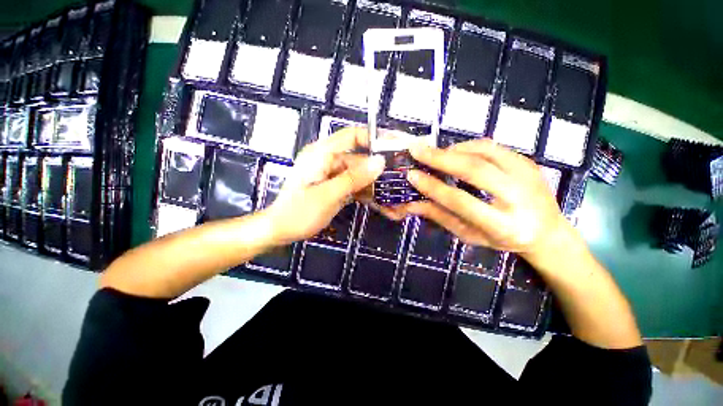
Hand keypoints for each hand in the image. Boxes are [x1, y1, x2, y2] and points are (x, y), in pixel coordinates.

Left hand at [265, 127, 384, 244]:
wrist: (280, 231)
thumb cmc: (299, 212)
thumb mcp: (328, 195)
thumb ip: (354, 178)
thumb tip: (379, 162)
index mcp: (322, 154)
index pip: (352, 136)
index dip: (374, 138)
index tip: (394, 147)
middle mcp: (328, 160)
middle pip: (359, 158)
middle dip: (378, 169)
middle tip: (399, 178)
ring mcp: (332, 175)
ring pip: (359, 174)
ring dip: (373, 184)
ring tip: (393, 194)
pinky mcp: (334, 186)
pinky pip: (354, 185)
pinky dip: (365, 192)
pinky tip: (379, 202)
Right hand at [401, 138, 578, 258]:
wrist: (547, 232)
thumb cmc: (502, 239)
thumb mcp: (468, 234)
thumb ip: (440, 216)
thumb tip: (412, 202)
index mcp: (502, 226)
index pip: (460, 201)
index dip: (433, 187)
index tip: (412, 175)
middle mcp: (519, 198)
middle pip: (475, 169)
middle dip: (440, 158)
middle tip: (417, 150)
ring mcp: (528, 176)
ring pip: (484, 152)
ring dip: (453, 150)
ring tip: (433, 153)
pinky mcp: (528, 162)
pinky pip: (492, 147)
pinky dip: (468, 146)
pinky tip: (454, 152)